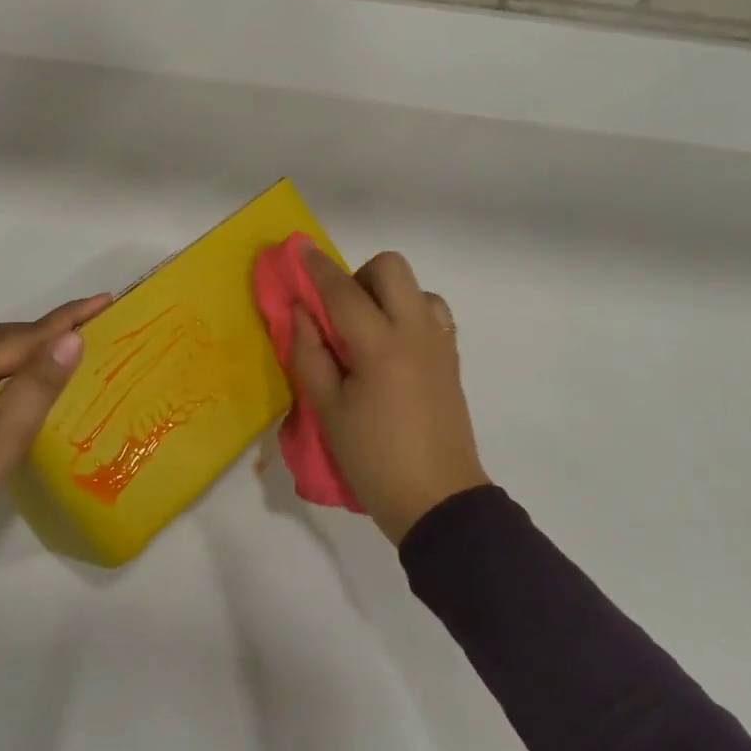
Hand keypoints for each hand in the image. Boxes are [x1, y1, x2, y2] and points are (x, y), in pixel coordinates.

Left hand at [0, 292, 110, 671]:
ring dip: (33, 349)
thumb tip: (72, 338)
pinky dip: (22, 374)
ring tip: (68, 351)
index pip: (25, 336)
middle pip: (7, 340)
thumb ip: (39, 383)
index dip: (67, 318)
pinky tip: (36, 391)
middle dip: (48, 327)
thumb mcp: (4, 432)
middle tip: (90, 325)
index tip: (105, 299)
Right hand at [288, 248, 486, 543]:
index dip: (318, 267)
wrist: (438, 501)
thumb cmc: (374, 458)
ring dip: (387, 294)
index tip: (299, 249)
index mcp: (381, 346)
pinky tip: (391, 347)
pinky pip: (432, 313)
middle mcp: (416, 332)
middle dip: (359, 274)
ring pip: (417, 288)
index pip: (343, 290)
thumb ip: (310, 354)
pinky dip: (409, 313)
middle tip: (339, 311)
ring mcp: (440, 344)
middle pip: (392, 268)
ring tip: (367, 331)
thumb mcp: (328, 410)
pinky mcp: (451, 360)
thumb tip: (301, 311)